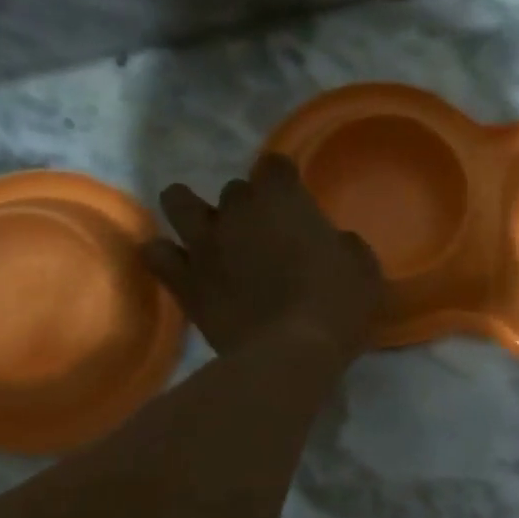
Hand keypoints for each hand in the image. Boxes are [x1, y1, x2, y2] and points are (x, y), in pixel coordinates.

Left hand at [143, 153, 384, 362]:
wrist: (290, 353)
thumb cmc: (336, 305)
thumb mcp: (362, 267)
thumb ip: (342, 244)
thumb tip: (332, 244)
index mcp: (283, 199)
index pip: (274, 164)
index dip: (284, 181)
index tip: (294, 203)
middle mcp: (237, 211)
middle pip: (234, 190)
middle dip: (246, 208)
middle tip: (262, 237)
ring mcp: (204, 244)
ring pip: (178, 201)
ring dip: (190, 210)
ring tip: (207, 234)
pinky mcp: (184, 281)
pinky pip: (156, 255)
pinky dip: (164, 256)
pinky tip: (179, 266)